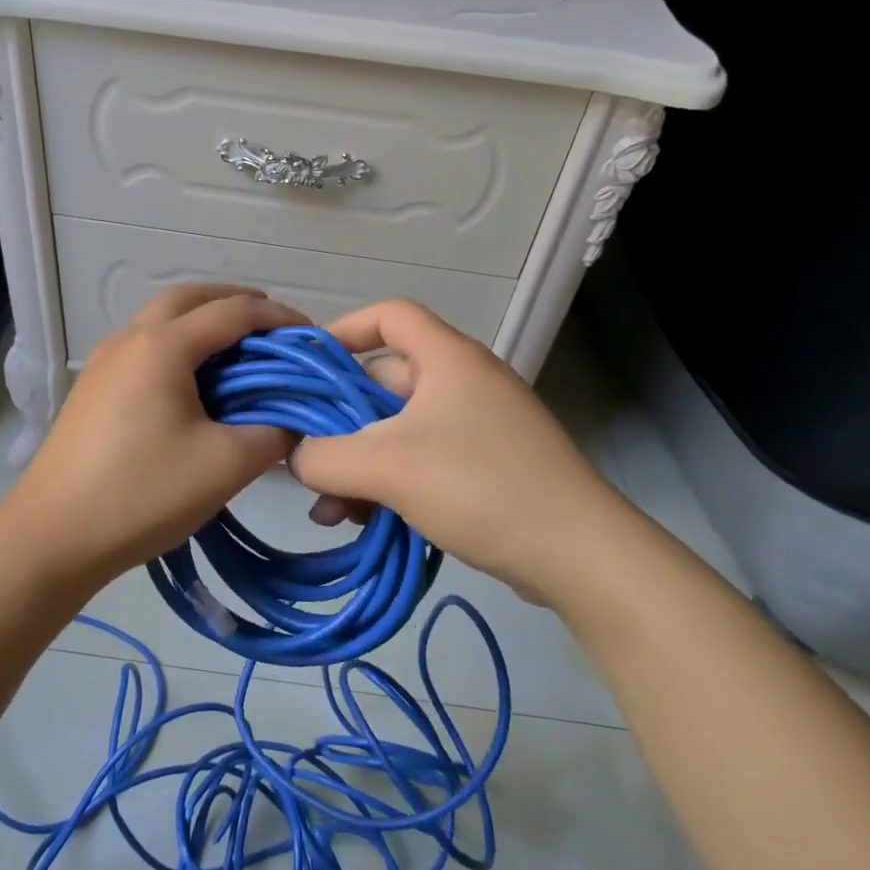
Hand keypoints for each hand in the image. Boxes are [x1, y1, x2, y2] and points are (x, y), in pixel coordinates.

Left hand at [1, 285, 308, 585]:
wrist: (53, 536)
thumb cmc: (143, 494)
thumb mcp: (225, 466)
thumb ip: (273, 434)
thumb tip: (294, 421)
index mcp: (163, 345)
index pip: (234, 311)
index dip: (278, 318)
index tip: (312, 337)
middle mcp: (130, 338)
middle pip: (190, 298)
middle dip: (236, 304)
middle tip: (272, 332)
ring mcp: (104, 361)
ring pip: (162, 320)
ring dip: (203, 323)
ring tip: (239, 355)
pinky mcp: (93, 388)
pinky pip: (144, 347)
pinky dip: (178, 346)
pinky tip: (195, 386)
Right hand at [289, 300, 617, 598]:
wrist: (576, 554)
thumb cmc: (479, 486)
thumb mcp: (387, 467)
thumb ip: (324, 456)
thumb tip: (293, 456)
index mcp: (447, 359)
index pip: (390, 315)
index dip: (344, 330)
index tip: (307, 366)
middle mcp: (462, 382)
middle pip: (384, 381)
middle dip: (338, 420)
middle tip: (304, 456)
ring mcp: (476, 427)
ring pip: (397, 431)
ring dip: (357, 463)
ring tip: (329, 509)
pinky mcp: (484, 467)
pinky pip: (420, 462)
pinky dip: (387, 484)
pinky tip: (361, 522)